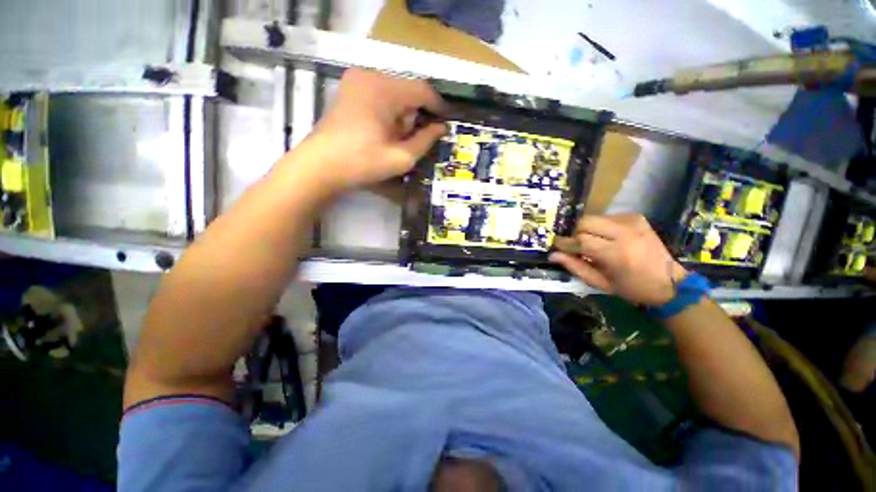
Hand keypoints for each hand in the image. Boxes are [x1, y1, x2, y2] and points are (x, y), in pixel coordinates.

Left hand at [294, 68, 447, 193]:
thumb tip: (440, 128)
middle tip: (418, 138)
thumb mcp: (401, 158)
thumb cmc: (362, 163)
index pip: (422, 90)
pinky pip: (379, 94)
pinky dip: (388, 110)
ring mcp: (356, 80)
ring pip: (394, 92)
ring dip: (402, 113)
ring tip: (398, 138)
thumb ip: (425, 141)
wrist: (320, 167)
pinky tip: (384, 131)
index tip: (445, 123)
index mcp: (384, 89)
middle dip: (416, 113)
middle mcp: (370, 75)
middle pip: (407, 90)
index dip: (437, 106)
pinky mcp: (348, 89)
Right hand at [549, 214, 687, 305]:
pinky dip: (599, 227)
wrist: (670, 282)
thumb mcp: (600, 283)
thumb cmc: (632, 287)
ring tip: (591, 243)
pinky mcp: (636, 217)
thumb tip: (553, 255)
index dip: (565, 243)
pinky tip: (605, 238)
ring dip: (586, 230)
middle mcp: (625, 233)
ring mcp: (632, 222)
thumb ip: (575, 267)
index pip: (581, 240)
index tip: (557, 246)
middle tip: (575, 246)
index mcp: (617, 253)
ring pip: (594, 218)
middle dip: (575, 233)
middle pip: (585, 222)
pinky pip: (606, 217)